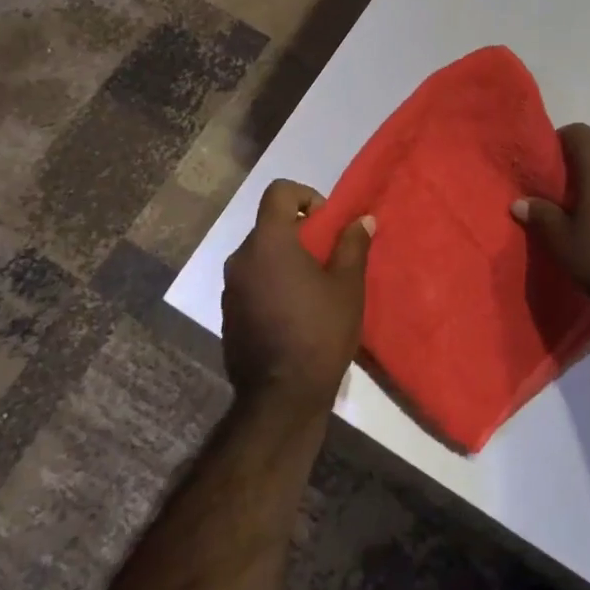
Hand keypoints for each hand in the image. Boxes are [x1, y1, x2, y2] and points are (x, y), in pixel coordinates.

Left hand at [221, 180, 374, 415]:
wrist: (281, 397)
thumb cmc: (320, 332)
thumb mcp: (348, 286)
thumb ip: (353, 245)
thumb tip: (362, 219)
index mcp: (269, 242)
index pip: (278, 192)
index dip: (305, 196)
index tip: (326, 224)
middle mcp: (241, 258)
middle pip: (269, 225)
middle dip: (299, 233)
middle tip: (327, 259)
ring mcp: (230, 287)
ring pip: (260, 255)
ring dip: (285, 260)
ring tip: (313, 289)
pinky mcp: (227, 313)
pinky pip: (251, 281)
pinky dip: (272, 283)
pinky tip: (294, 313)